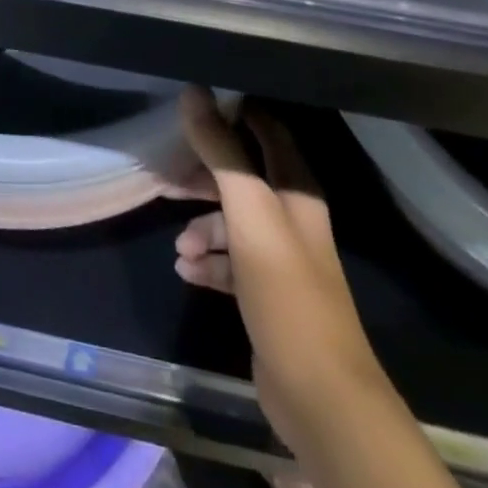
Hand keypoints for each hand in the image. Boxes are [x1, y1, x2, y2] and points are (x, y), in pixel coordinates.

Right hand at [174, 90, 374, 405]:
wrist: (319, 395)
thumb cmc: (287, 291)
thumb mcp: (249, 212)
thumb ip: (221, 151)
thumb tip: (192, 92)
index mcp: (296, 190)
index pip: (266, 129)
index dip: (234, 111)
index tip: (193, 102)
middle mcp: (290, 216)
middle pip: (242, 175)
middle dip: (204, 172)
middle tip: (168, 172)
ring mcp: (278, 257)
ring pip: (231, 221)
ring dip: (201, 225)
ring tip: (179, 246)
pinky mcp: (265, 293)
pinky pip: (228, 261)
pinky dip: (207, 260)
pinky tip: (186, 270)